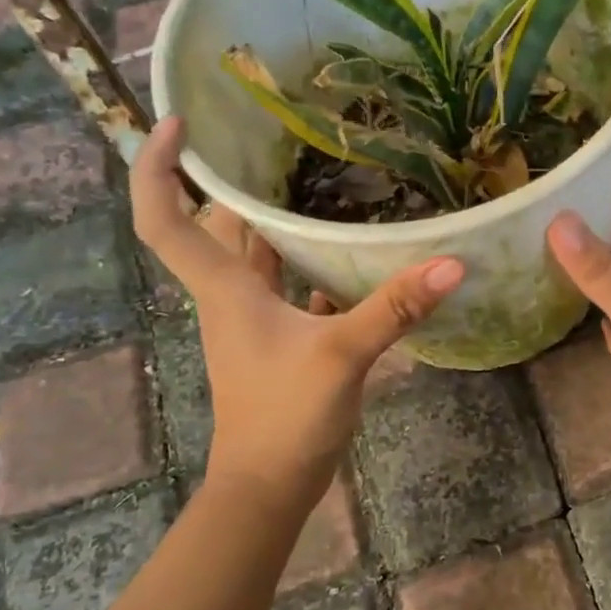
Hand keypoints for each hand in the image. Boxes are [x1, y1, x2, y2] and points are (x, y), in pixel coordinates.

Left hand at [133, 117, 462, 505]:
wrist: (270, 485)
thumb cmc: (284, 416)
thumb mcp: (342, 355)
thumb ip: (394, 308)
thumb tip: (452, 263)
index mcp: (225, 289)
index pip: (166, 219)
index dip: (158, 168)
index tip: (180, 124)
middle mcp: (232, 296)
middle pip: (217, 227)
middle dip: (233, 183)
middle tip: (274, 140)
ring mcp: (255, 321)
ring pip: (256, 257)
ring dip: (274, 222)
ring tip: (316, 179)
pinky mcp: (282, 341)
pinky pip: (289, 287)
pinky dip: (309, 265)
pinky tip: (349, 252)